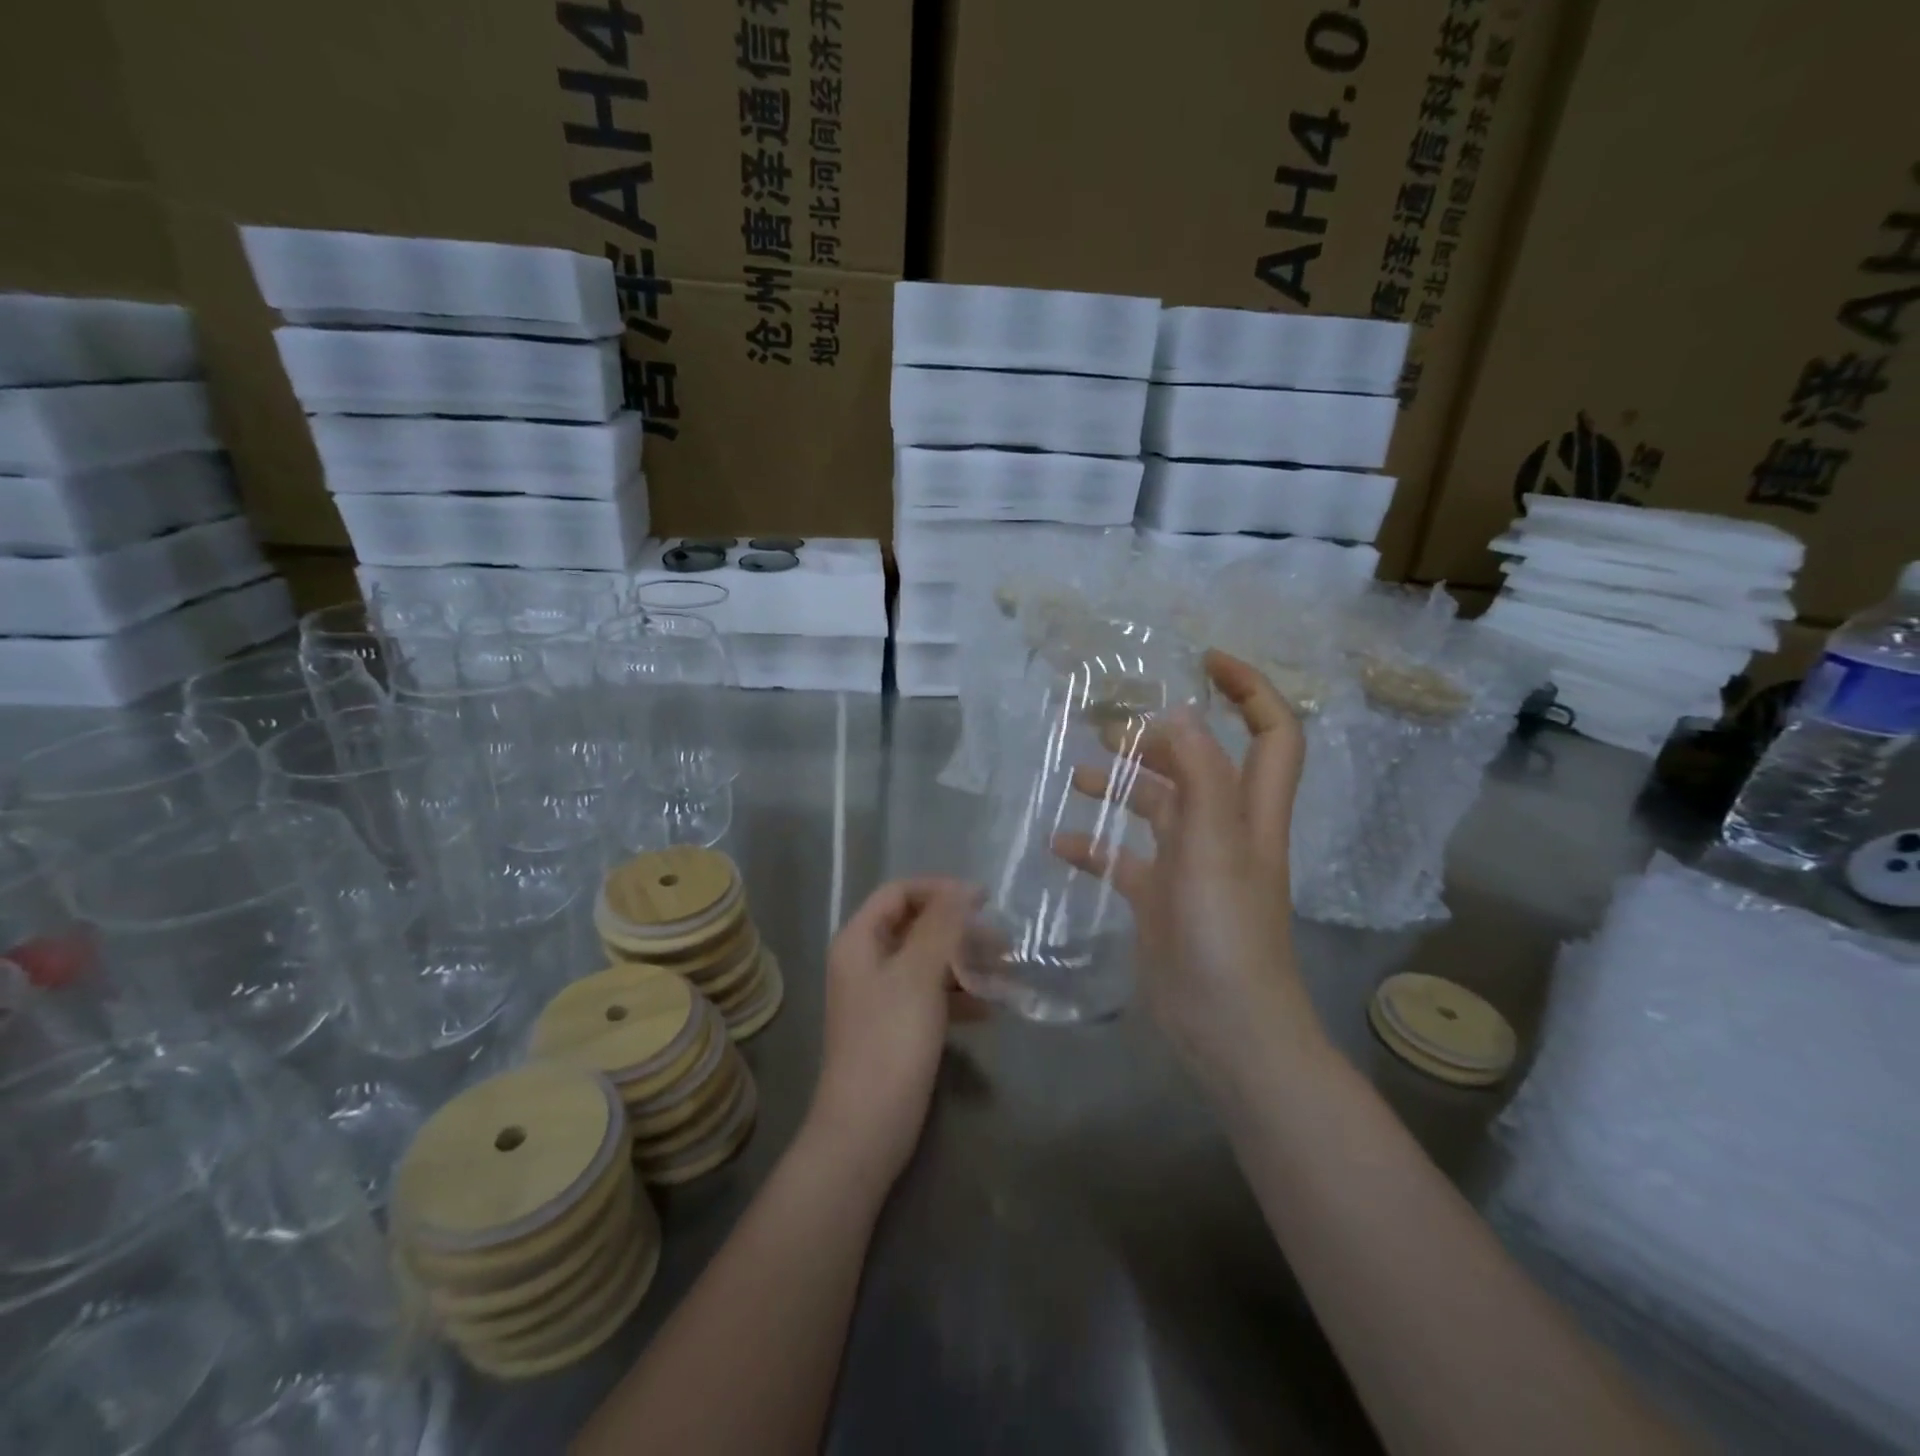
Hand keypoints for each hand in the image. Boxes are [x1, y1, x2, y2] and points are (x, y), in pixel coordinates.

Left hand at [803, 877, 980, 1189]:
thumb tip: (963, 889)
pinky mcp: (896, 1027)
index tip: (984, 901)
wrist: (867, 1129)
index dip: (940, 890)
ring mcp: (880, 996)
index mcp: (859, 941)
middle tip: (1003, 942)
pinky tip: (991, 1009)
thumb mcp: (919, 975)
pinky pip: (931, 995)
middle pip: (916, 926)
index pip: (900, 893)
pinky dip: (959, 995)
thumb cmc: (891, 1042)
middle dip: (960, 930)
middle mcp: (866, 962)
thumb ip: (942, 926)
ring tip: (1007, 974)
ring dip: (965, 963)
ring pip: (928, 962)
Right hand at [1053, 651, 1326, 1096]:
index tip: (1205, 660)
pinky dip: (1097, 847)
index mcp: (1250, 811)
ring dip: (1123, 786)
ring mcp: (1191, 867)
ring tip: (1078, 773)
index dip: (1250, 689)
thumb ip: (1199, 775)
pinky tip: (1061, 844)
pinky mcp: (1160, 900)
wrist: (1225, 1027)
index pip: (1273, 733)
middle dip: (1163, 736)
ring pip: (1158, 809)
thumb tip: (1178, 713)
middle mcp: (1224, 831)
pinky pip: (1126, 860)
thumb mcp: (1213, 844)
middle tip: (1111, 725)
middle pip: (1200, 765)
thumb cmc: (1225, 931)